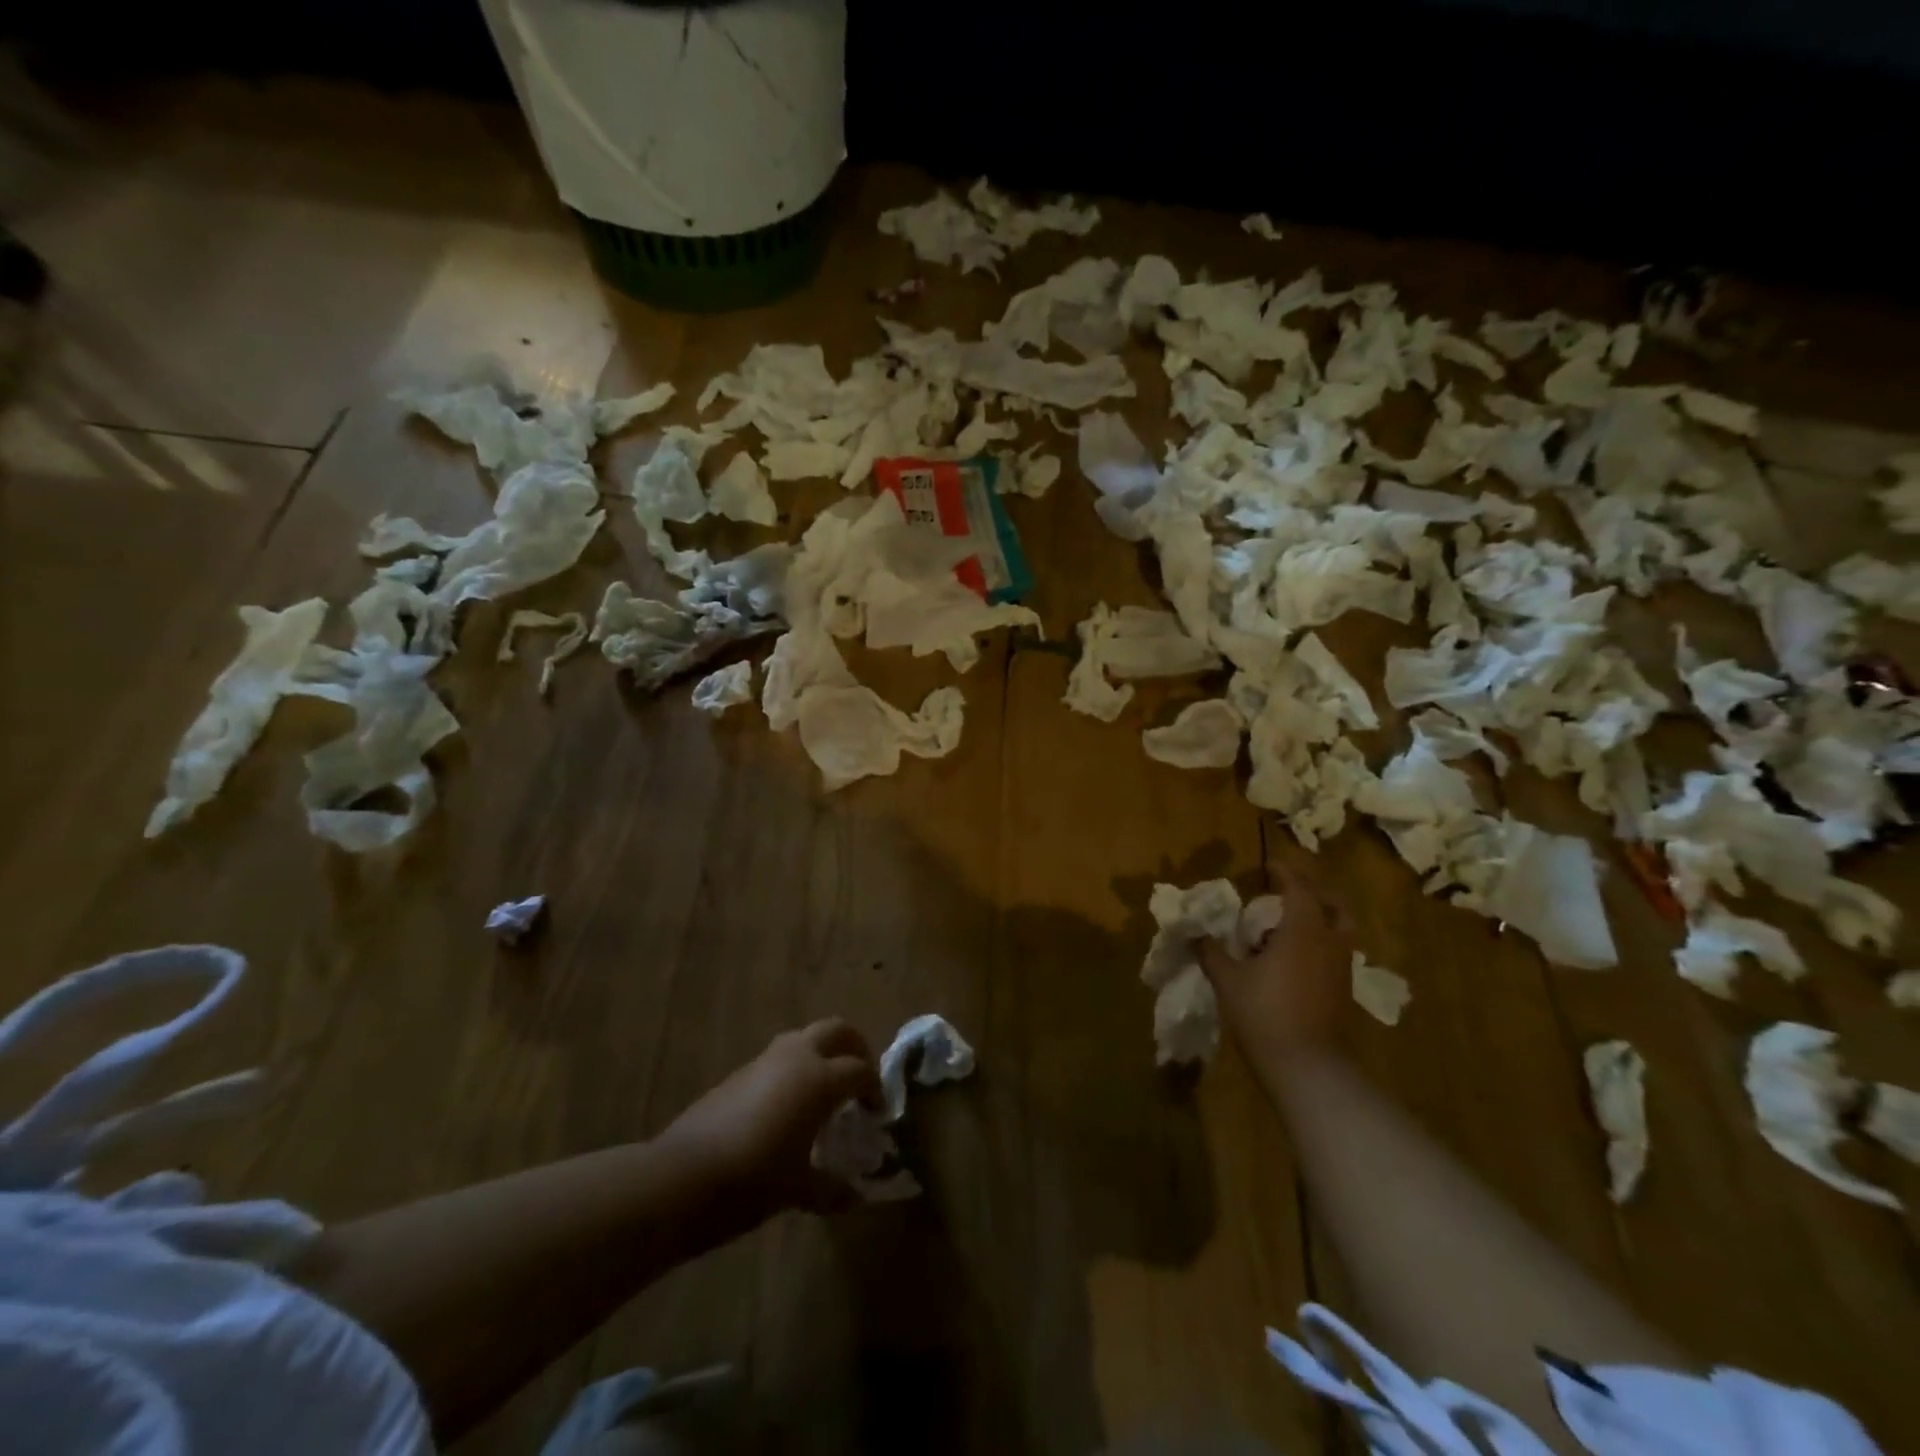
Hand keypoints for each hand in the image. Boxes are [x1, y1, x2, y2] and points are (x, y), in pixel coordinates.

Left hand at [659, 1019, 881, 1225]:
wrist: (683, 1177)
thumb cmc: (754, 1180)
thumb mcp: (799, 1190)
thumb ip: (831, 1188)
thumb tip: (853, 1196)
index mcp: (820, 1079)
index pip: (860, 1070)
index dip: (874, 1089)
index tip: (876, 1113)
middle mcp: (796, 1058)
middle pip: (836, 1031)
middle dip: (855, 1047)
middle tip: (860, 1078)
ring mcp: (764, 1061)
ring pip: (804, 1039)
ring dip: (821, 1056)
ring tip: (823, 1094)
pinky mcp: (738, 1073)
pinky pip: (778, 1060)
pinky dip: (793, 1072)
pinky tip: (787, 1109)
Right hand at [1199, 850, 1352, 1057]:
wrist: (1306, 1066)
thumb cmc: (1265, 1012)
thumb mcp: (1228, 979)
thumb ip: (1211, 952)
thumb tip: (1193, 934)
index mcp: (1304, 930)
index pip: (1299, 888)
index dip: (1284, 873)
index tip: (1268, 866)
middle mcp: (1330, 942)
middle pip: (1335, 906)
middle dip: (1315, 894)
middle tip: (1290, 893)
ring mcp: (1341, 969)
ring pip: (1339, 932)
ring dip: (1319, 922)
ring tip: (1287, 929)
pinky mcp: (1343, 993)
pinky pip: (1334, 956)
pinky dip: (1318, 947)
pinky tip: (1293, 961)